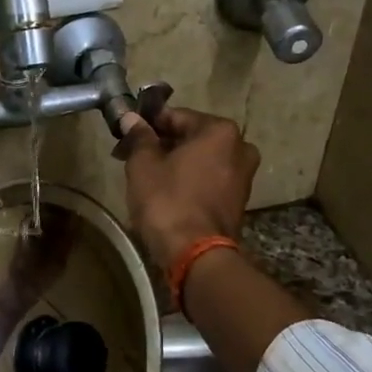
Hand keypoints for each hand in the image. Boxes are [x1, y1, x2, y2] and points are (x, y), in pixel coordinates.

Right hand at [118, 106, 259, 267]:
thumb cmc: (167, 201)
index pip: (176, 117)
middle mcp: (240, 147)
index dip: (148, 124)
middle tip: (133, 156)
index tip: (127, 134)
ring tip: (147, 177)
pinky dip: (189, 181)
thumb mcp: (144, 164)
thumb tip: (131, 118)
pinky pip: (209, 180)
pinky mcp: (239, 201)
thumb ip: (139, 137)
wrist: (196, 254)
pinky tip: (166, 193)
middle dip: (163, 145)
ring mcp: (243, 176)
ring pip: (201, 160)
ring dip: (176, 163)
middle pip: (192, 138)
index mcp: (220, 131)